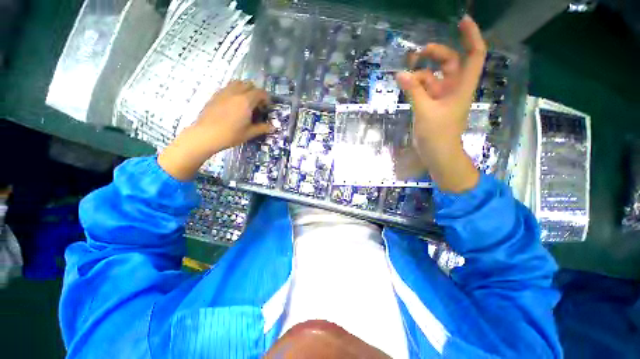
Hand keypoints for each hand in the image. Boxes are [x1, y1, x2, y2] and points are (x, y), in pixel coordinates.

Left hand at [158, 81, 272, 179]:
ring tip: (245, 101)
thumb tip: (274, 127)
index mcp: (246, 101)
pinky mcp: (215, 95)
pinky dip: (234, 91)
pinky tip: (233, 103)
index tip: (267, 106)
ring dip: (244, 89)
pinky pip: (228, 87)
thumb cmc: (231, 135)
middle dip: (256, 92)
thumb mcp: (249, 133)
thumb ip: (262, 128)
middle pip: (249, 84)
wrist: (206, 135)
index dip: (266, 98)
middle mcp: (236, 93)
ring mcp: (224, 92)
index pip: (260, 92)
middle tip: (257, 104)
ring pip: (237, 83)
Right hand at [396, 15, 485, 192]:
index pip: (474, 54)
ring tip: (404, 77)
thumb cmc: (437, 134)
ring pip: (432, 76)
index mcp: (462, 86)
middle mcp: (454, 87)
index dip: (471, 36)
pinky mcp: (431, 104)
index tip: (461, 21)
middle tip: (417, 52)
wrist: (437, 153)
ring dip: (419, 73)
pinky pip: (423, 89)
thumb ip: (413, 91)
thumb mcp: (424, 110)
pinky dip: (414, 86)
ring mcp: (442, 96)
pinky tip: (404, 86)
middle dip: (435, 54)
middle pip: (449, 62)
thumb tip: (400, 74)